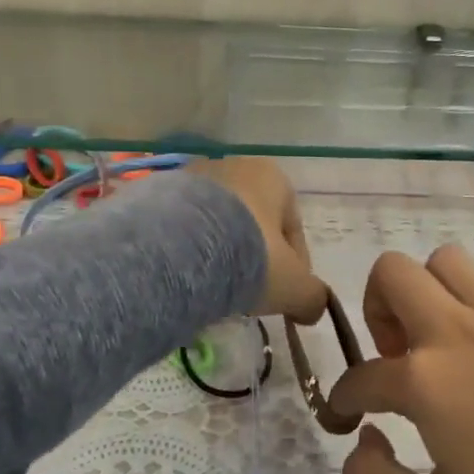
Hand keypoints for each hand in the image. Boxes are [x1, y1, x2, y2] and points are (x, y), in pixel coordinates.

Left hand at [195, 158, 327, 321]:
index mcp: (273, 177)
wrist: (179, 246)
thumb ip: (312, 296)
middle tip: (250, 293)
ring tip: (216, 289)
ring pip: (219, 224)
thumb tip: (314, 307)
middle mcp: (234, 166)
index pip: (293, 229)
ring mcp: (192, 176)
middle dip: (255, 258)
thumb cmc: (250, 256)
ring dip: (222, 254)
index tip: (286, 297)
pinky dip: (192, 250)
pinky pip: (186, 227)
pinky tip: (189, 277)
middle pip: (254, 223)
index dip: (296, 268)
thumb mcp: (294, 286)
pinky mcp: (158, 191)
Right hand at [329, 247, 473, 473]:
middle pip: (392, 272)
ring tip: (440, 335)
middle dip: (376, 306)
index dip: (345, 397)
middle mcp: (458, 332)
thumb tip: (363, 437)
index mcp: (425, 381)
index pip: (361, 376)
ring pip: (447, 261)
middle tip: (395, 352)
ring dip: (430, 291)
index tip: (350, 415)